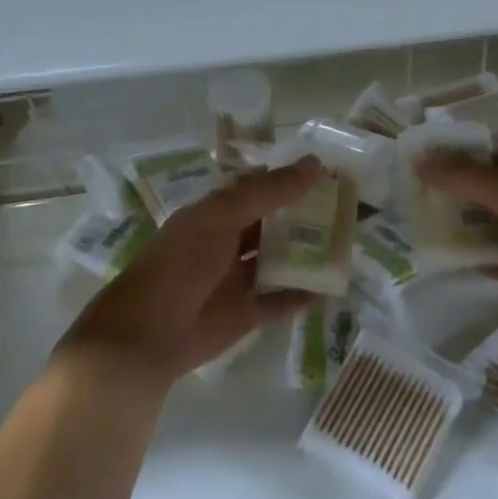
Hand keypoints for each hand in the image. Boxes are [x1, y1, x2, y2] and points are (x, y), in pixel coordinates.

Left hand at [57, 157, 322, 391]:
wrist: (147, 335)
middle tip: (348, 203)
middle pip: (271, 222)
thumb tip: (314, 164)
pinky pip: (280, 299)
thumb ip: (268, 192)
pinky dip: (304, 293)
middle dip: (303, 213)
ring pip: (278, 259)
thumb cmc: (181, 263)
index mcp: (214, 212)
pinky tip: (334, 284)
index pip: (256, 186)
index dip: (287, 177)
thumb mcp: (222, 217)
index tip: (328, 170)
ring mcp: (236, 278)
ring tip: (349, 239)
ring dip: (307, 251)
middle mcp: (226, 241)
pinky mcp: (245, 313)